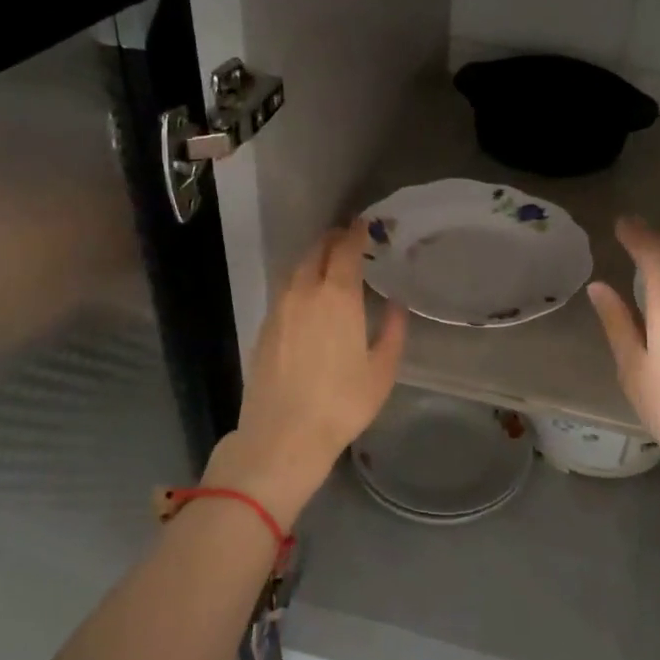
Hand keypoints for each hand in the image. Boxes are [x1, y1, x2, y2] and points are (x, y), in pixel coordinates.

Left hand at [202, 222, 407, 527]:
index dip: (356, 233)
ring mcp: (279, 309)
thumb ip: (392, 330)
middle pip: (317, 252)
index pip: (345, 250)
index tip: (365, 225)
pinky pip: (285, 290)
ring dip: (315, 259)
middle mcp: (304, 292)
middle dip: (334, 241)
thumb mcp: (381, 370)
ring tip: (331, 265)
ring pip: (297, 269)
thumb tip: (395, 304)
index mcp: (337, 297)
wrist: (283, 435)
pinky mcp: (265, 327)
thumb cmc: (342, 403)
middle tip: (350, 241)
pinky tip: (309, 297)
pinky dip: (300, 281)